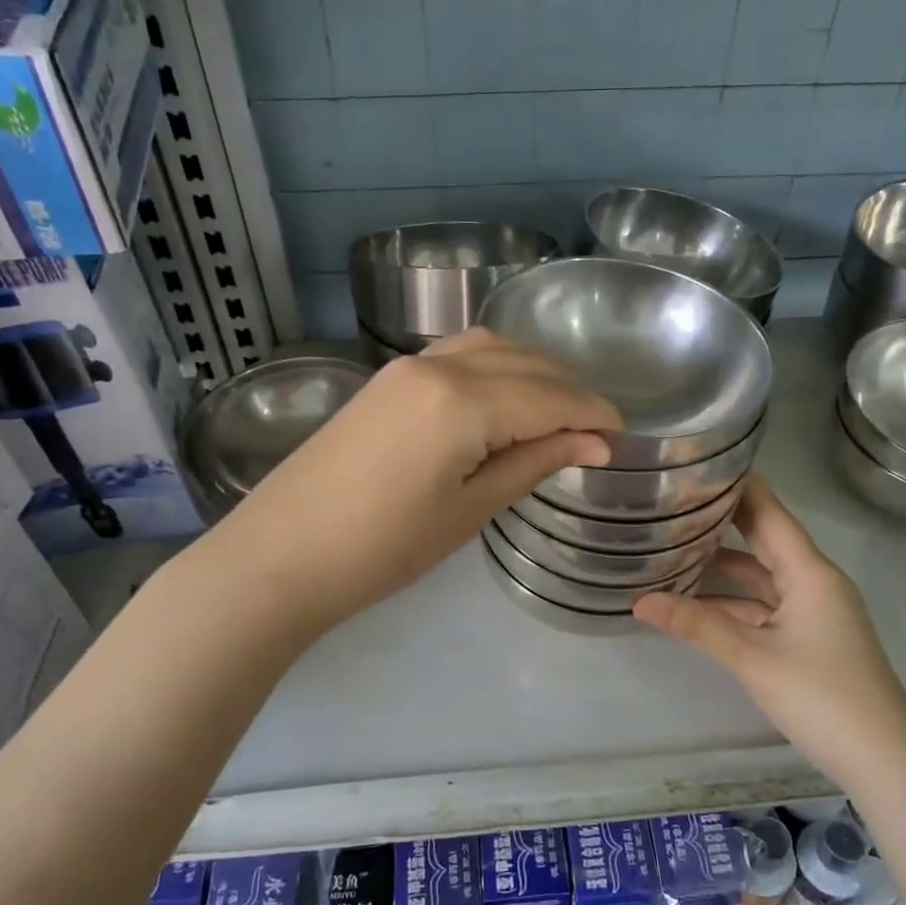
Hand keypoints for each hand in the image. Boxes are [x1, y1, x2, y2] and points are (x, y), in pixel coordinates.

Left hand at [222, 329, 620, 631]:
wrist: (281, 555)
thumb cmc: (383, 547)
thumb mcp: (469, 509)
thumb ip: (533, 462)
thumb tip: (593, 443)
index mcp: (462, 400)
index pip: (550, 397)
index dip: (593, 415)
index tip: (624, 439)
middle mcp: (437, 364)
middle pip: (526, 363)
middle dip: (570, 391)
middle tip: (596, 433)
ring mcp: (406, 366)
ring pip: (492, 349)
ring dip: (534, 373)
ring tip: (558, 415)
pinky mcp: (387, 379)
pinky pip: (459, 356)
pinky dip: (496, 370)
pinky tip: (506, 400)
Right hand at [634, 478, 905, 773]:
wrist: (883, 760)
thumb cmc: (823, 697)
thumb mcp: (753, 657)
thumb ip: (697, 625)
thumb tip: (639, 600)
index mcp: (809, 571)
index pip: (768, 513)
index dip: (737, 486)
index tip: (699, 463)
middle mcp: (812, 581)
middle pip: (763, 539)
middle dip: (722, 521)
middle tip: (674, 499)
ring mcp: (812, 610)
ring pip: (760, 576)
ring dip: (721, 567)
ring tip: (671, 550)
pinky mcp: (808, 636)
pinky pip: (764, 605)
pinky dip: (732, 601)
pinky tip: (695, 603)